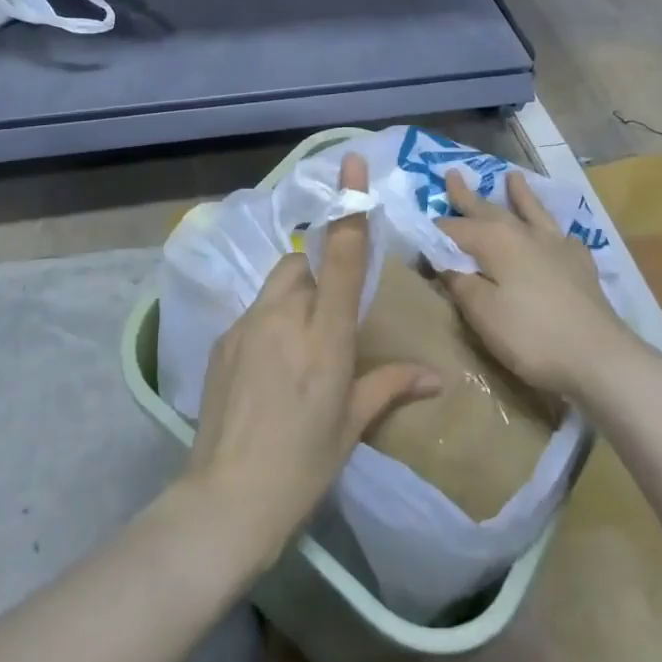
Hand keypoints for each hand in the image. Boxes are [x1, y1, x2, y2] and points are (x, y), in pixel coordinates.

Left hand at [184, 153, 439, 567]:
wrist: (226, 498)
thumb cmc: (302, 466)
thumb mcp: (351, 426)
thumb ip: (391, 387)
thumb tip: (438, 377)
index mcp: (324, 335)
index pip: (340, 255)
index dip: (349, 206)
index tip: (352, 162)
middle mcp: (284, 316)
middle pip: (301, 262)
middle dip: (317, 269)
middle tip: (328, 314)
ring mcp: (247, 324)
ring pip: (276, 284)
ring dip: (293, 295)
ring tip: (299, 342)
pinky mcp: (223, 339)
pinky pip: (255, 311)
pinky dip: (271, 319)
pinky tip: (271, 364)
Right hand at [435, 169, 637, 398]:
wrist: (600, 358)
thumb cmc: (531, 335)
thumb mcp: (481, 312)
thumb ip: (458, 281)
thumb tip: (442, 259)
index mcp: (494, 240)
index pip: (453, 229)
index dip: (434, 233)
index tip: (418, 237)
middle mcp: (524, 233)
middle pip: (489, 210)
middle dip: (467, 195)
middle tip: (453, 174)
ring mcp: (556, 247)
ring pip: (532, 212)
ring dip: (520, 195)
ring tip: (512, 177)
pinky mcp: (581, 266)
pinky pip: (564, 238)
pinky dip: (556, 233)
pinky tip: (560, 236)